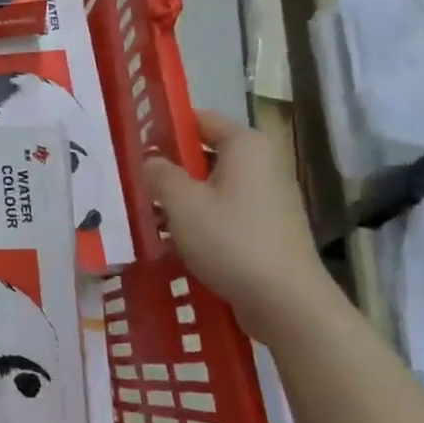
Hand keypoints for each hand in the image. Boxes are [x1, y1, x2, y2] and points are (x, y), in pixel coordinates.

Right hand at [145, 109, 332, 342]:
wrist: (287, 302)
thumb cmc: (231, 240)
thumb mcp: (182, 203)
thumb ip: (160, 174)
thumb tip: (151, 161)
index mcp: (246, 145)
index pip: (200, 120)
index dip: (166, 129)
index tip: (137, 146)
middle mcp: (262, 164)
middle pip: (207, 154)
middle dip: (172, 168)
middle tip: (138, 183)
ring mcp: (269, 198)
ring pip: (214, 186)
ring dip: (184, 198)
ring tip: (150, 215)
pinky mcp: (269, 229)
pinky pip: (227, 212)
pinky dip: (203, 220)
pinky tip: (177, 240)